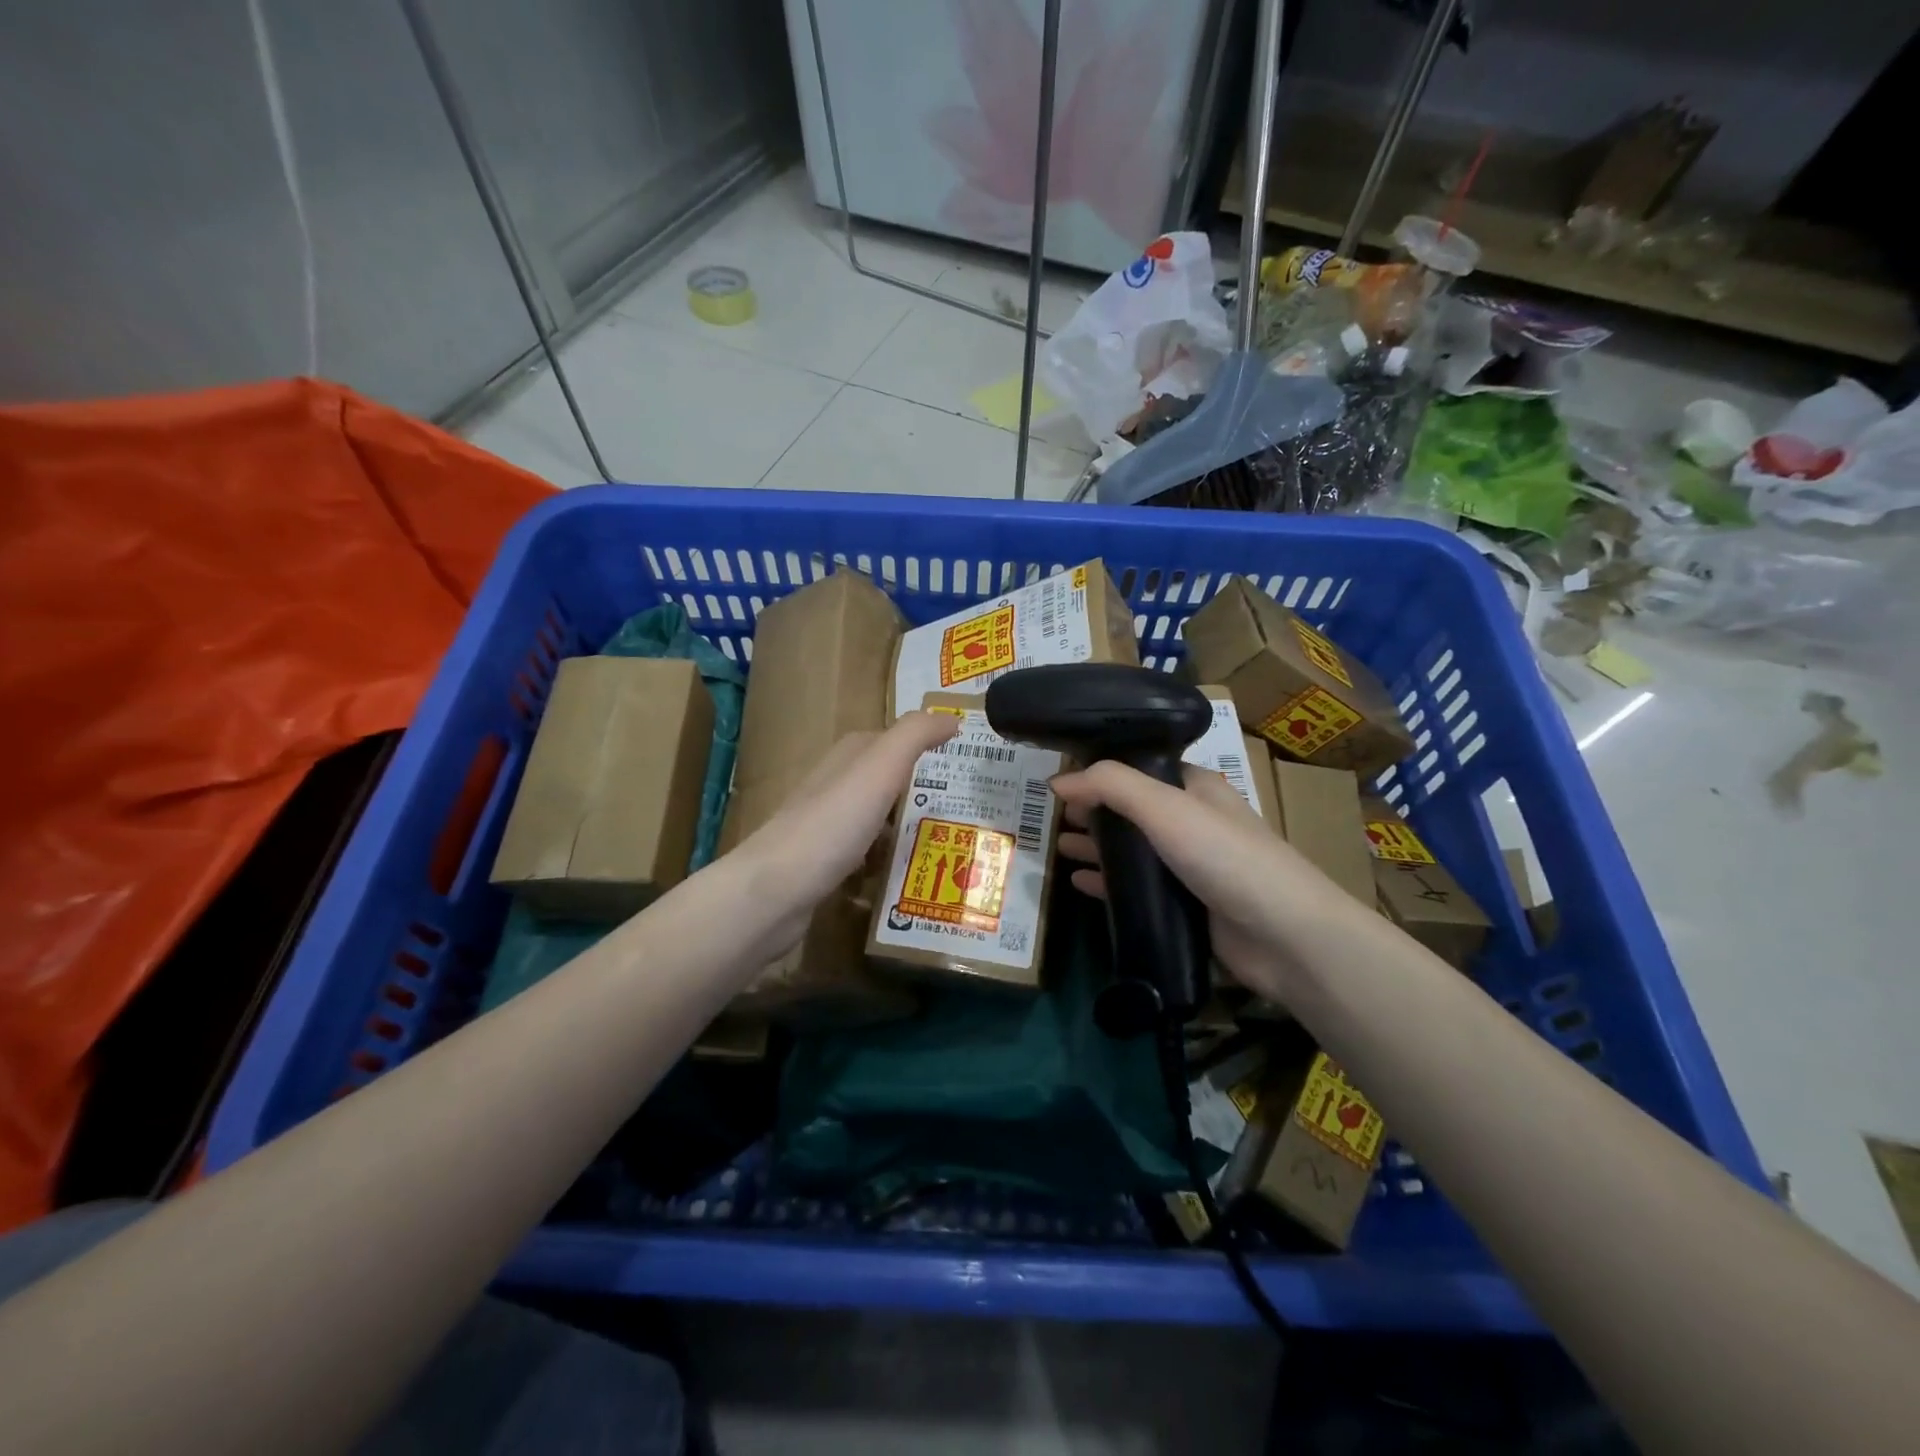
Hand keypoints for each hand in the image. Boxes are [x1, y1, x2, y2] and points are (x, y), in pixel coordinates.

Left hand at [732, 711, 957, 949]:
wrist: (774, 891)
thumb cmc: (832, 823)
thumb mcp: (879, 768)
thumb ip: (915, 736)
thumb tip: (952, 717)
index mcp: (847, 758)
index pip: (892, 741)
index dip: (924, 747)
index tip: (963, 764)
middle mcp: (835, 787)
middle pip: (886, 783)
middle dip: (920, 794)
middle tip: (964, 811)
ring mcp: (827, 828)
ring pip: (877, 822)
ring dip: (905, 832)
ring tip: (946, 849)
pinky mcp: (823, 866)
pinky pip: (865, 859)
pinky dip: (886, 866)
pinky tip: (906, 880)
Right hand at [1052, 760, 1363, 1003]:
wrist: (1285, 937)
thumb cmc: (1225, 857)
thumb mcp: (1166, 807)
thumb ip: (1110, 786)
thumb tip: (1057, 780)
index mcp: (1195, 789)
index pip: (1139, 770)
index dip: (1100, 772)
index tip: (1060, 780)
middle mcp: (1192, 823)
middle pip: (1131, 810)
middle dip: (1092, 811)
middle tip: (1049, 816)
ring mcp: (1189, 868)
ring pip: (1131, 851)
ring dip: (1096, 847)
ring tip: (1055, 846)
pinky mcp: (1185, 908)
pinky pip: (1136, 889)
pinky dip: (1107, 883)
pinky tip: (1078, 882)